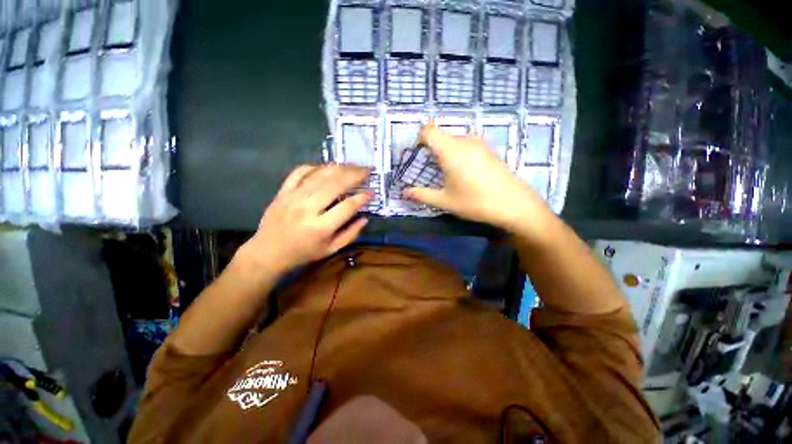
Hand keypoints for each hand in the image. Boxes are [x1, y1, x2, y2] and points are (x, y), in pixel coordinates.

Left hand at [235, 165, 372, 275]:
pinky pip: (299, 172)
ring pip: (320, 175)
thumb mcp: (331, 250)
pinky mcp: (283, 191)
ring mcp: (293, 197)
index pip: (347, 207)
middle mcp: (307, 208)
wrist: (268, 252)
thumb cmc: (303, 253)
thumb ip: (350, 234)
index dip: (362, 198)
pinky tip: (327, 167)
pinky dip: (315, 166)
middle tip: (368, 169)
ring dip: (340, 168)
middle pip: (335, 185)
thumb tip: (365, 218)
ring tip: (354, 164)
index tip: (372, 192)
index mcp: (321, 227)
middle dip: (355, 175)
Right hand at [404, 124, 548, 233]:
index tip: (417, 155)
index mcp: (451, 151)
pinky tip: (463, 172)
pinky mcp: (488, 149)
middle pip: (441, 134)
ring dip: (444, 151)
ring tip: (446, 173)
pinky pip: (466, 144)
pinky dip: (457, 152)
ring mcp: (479, 143)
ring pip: (453, 139)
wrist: (514, 204)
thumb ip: (422, 194)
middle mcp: (465, 141)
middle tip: (429, 169)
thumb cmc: (476, 202)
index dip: (419, 139)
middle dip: (431, 148)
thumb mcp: (445, 201)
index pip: (429, 130)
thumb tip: (404, 192)